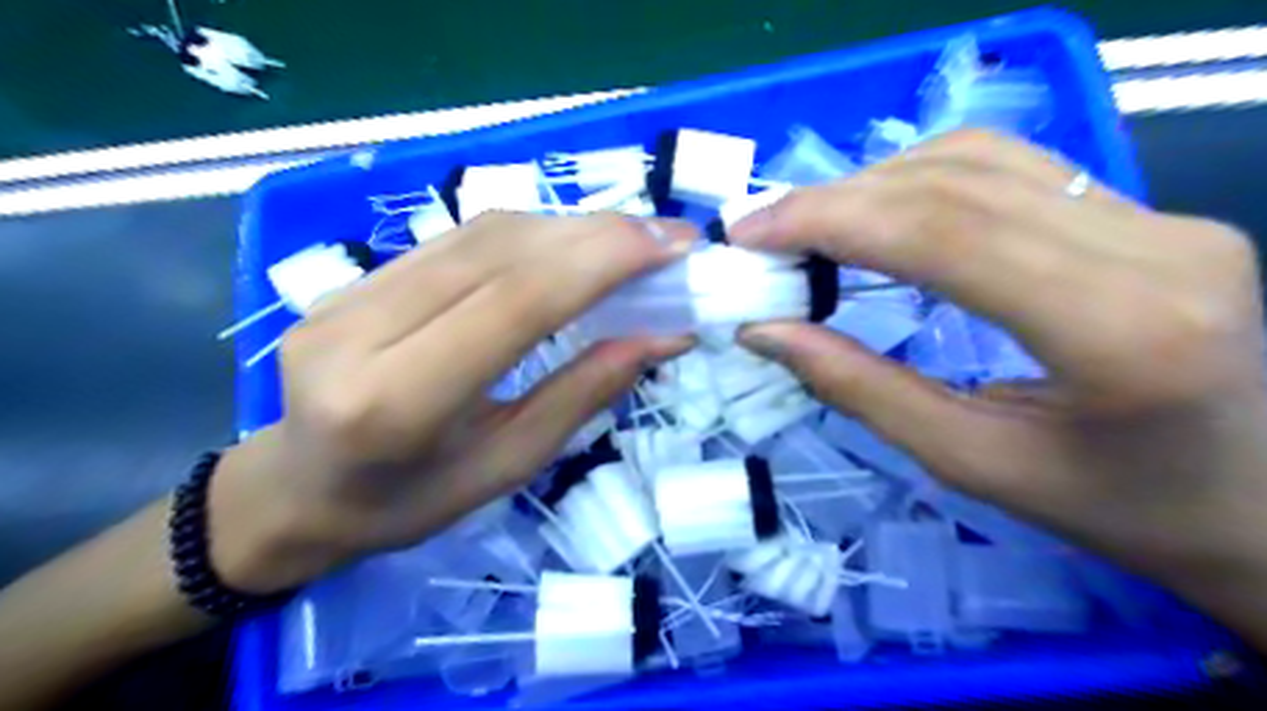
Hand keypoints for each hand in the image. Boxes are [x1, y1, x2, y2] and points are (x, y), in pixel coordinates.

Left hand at [215, 211, 697, 594]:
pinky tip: (570, 246)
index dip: (600, 262)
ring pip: (479, 233)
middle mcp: (360, 331)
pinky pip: (457, 239)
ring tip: (629, 241)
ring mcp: (346, 294)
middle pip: (497, 252)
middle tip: (665, 237)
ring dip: (568, 228)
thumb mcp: (508, 465)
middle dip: (596, 234)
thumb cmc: (409, 502)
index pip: (513, 302)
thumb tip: (661, 336)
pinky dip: (529, 234)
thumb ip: (583, 393)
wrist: (299, 490)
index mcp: (397, 402)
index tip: (669, 246)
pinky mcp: (353, 277)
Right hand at [727, 131, 1266, 641]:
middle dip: (835, 199)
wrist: (1255, 500)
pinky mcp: (1144, 210)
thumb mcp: (971, 464)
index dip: (830, 219)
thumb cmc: (1115, 508)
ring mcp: (1158, 215)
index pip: (944, 232)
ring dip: (872, 184)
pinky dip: (918, 180)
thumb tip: (766, 331)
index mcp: (1119, 329)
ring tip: (806, 226)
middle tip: (759, 228)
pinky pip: (1008, 168)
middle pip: (955, 183)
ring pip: (978, 159)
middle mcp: (1152, 246)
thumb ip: (860, 389)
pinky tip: (876, 214)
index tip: (750, 233)